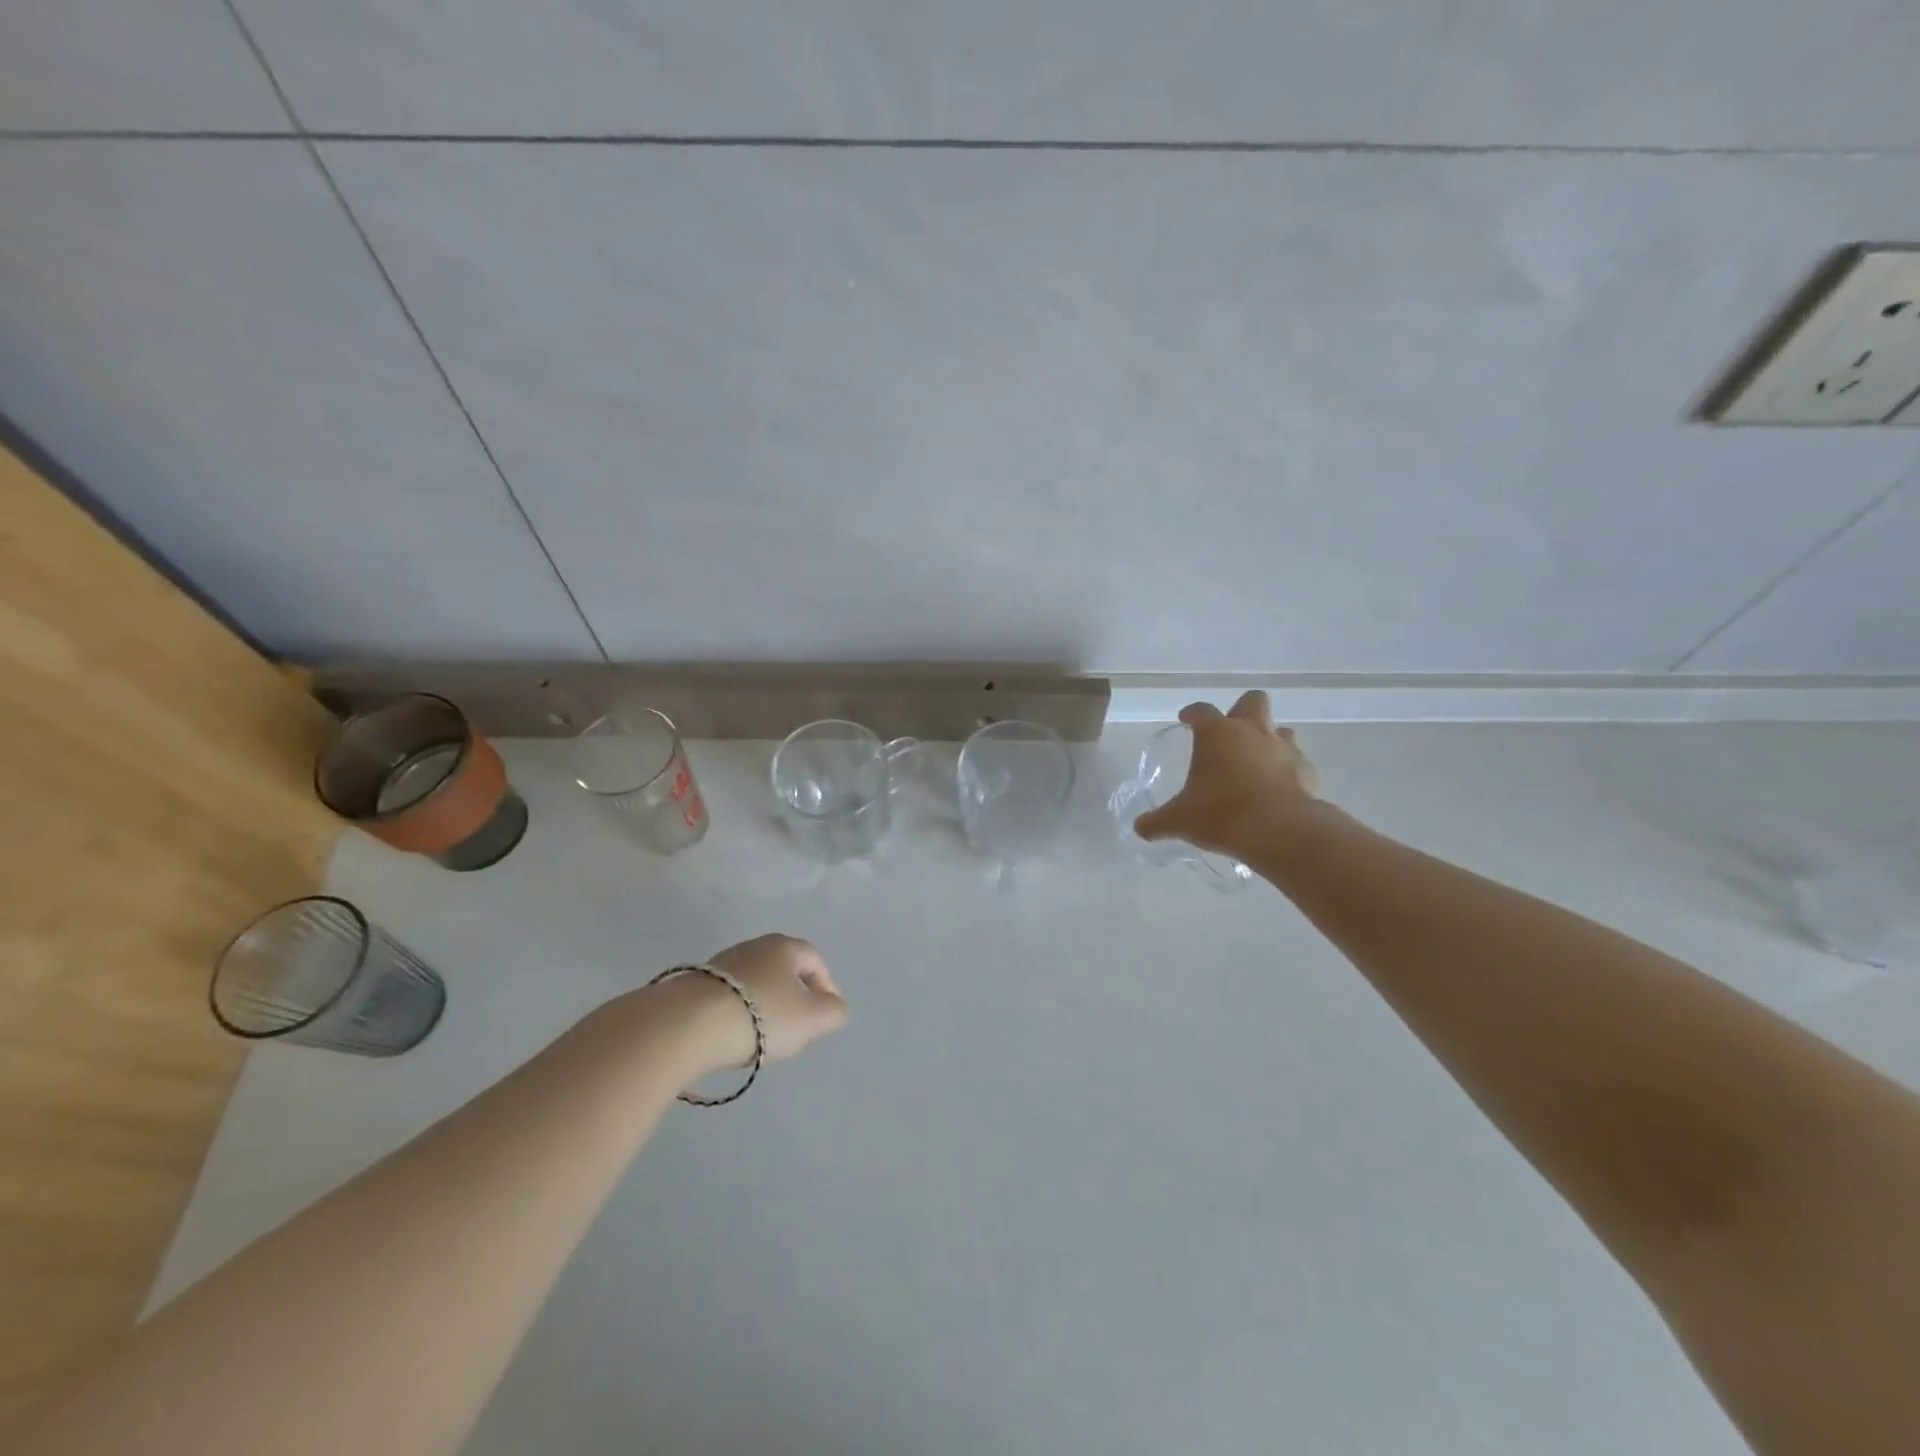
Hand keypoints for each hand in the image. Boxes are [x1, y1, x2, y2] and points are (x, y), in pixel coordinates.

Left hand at [673, 934, 848, 1073]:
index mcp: (784, 947)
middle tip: (798, 1027)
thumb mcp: (811, 1019)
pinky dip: (736, 1014)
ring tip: (763, 1037)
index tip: (827, 1013)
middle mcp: (752, 946)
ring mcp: (720, 964)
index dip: (826, 985)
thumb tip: (833, 1006)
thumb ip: (833, 1012)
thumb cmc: (760, 1016)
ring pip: (754, 983)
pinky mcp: (693, 986)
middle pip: (782, 969)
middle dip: (794, 996)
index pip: (815, 959)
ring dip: (764, 1006)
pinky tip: (732, 1037)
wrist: (686, 1025)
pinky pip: (727, 997)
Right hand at [1133, 691, 1317, 858]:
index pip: (1200, 710)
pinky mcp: (1307, 770)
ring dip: (1268, 740)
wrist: (1279, 831)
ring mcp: (1283, 748)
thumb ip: (1157, 822)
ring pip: (1280, 729)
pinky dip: (1287, 770)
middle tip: (1230, 733)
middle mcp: (1251, 731)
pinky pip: (1297, 761)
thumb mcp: (1179, 820)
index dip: (1191, 713)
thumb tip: (1140, 828)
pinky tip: (1277, 789)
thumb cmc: (1221, 814)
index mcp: (1216, 734)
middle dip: (1241, 711)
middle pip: (1252, 701)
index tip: (1186, 719)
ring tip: (1255, 763)